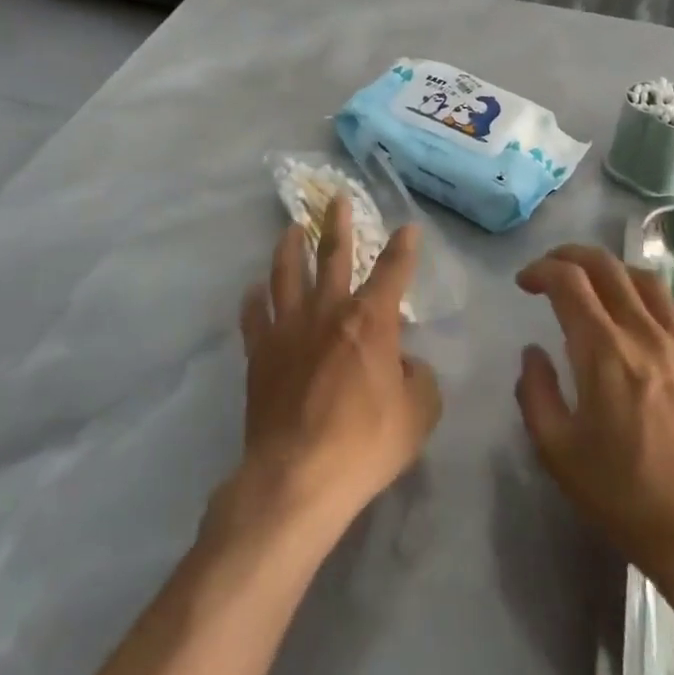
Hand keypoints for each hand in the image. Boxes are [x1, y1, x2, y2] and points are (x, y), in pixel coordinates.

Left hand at [231, 197, 441, 537]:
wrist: (297, 476)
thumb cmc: (365, 444)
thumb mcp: (418, 415)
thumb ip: (419, 380)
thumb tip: (404, 364)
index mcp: (370, 320)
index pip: (393, 271)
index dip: (403, 247)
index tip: (408, 227)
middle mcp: (328, 311)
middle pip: (334, 256)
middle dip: (338, 225)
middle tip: (336, 198)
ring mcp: (288, 329)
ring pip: (287, 275)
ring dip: (291, 248)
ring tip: (291, 228)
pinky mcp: (260, 353)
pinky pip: (254, 316)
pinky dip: (255, 299)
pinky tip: (254, 289)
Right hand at [514, 245, 673, 598]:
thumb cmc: (626, 497)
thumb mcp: (559, 452)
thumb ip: (535, 392)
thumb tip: (533, 352)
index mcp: (604, 352)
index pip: (568, 281)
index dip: (541, 270)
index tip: (524, 283)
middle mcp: (645, 333)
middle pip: (606, 265)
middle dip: (569, 256)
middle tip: (550, 270)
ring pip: (644, 277)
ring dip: (609, 268)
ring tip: (592, 282)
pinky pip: (673, 304)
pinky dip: (645, 292)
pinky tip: (636, 312)